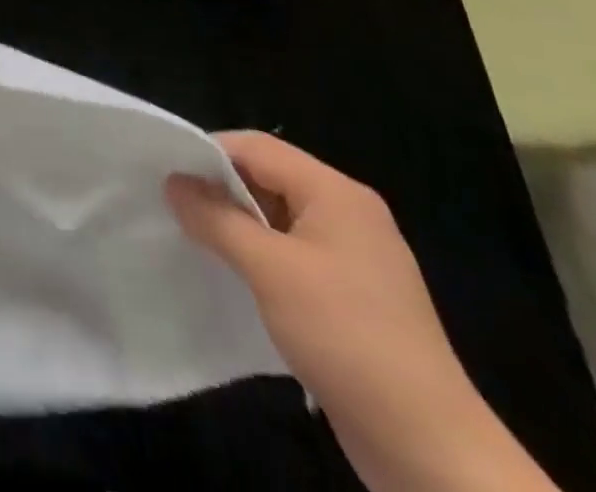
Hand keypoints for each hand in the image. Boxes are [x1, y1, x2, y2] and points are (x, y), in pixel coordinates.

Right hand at [166, 132, 555, 491]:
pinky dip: (258, 254)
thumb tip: (173, 182)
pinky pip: (292, 252)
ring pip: (277, 216)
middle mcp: (349, 214)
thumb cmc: (346, 336)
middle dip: (219, 188)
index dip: (207, 153)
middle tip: (173, 206)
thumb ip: (215, 217)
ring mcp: (354, 256)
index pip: (256, 147)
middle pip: (267, 176)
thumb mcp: (269, 269)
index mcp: (336, 194)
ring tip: (194, 238)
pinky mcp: (352, 294)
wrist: (430, 448)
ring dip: (236, 223)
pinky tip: (233, 274)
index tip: (165, 175)